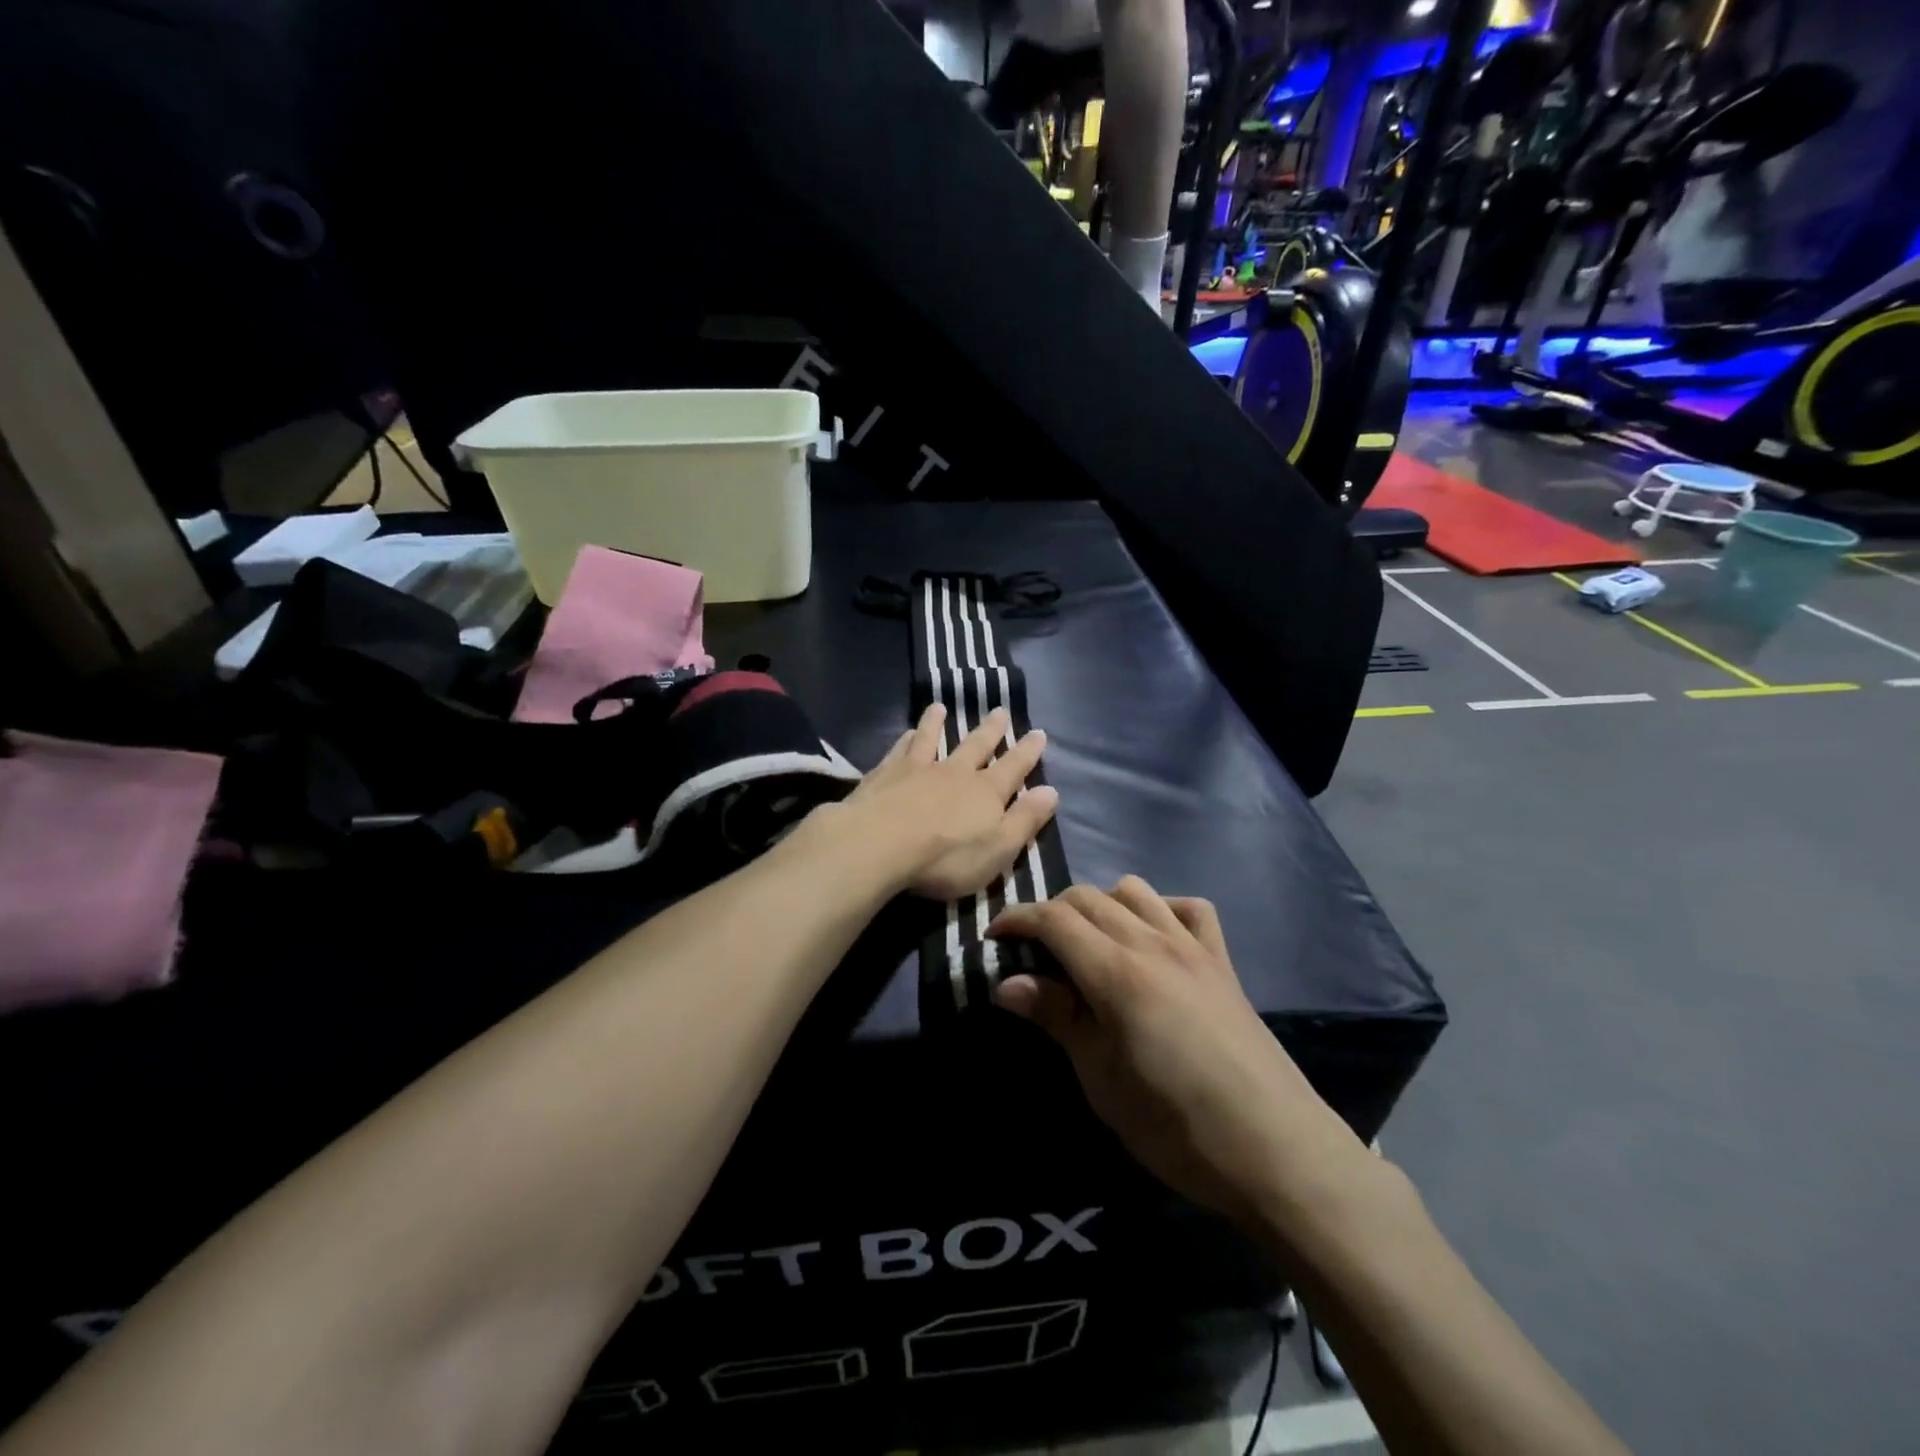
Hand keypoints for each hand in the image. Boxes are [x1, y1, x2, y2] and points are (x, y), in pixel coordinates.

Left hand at [838, 703, 1058, 901]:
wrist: (879, 844)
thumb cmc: (945, 857)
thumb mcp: (998, 849)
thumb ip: (1024, 820)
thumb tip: (1051, 791)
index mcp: (986, 792)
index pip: (1014, 767)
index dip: (1028, 752)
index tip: (1038, 733)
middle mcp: (955, 772)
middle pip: (976, 746)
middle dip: (991, 730)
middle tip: (1000, 711)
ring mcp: (918, 769)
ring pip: (932, 739)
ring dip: (938, 723)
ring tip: (941, 707)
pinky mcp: (885, 774)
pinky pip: (900, 750)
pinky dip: (906, 739)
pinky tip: (906, 732)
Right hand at [990, 879, 1370, 1230]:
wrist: (1276, 1149)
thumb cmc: (1175, 1125)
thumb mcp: (1101, 1079)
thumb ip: (1056, 1018)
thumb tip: (1005, 983)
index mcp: (1116, 972)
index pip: (1054, 919)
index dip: (1017, 919)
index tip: (994, 936)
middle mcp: (1153, 943)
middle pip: (1088, 897)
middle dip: (1051, 912)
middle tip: (1033, 950)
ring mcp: (1193, 947)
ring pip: (1135, 891)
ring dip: (1102, 904)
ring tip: (1089, 944)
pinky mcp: (1223, 962)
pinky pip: (1189, 909)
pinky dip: (1161, 910)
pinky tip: (1153, 940)